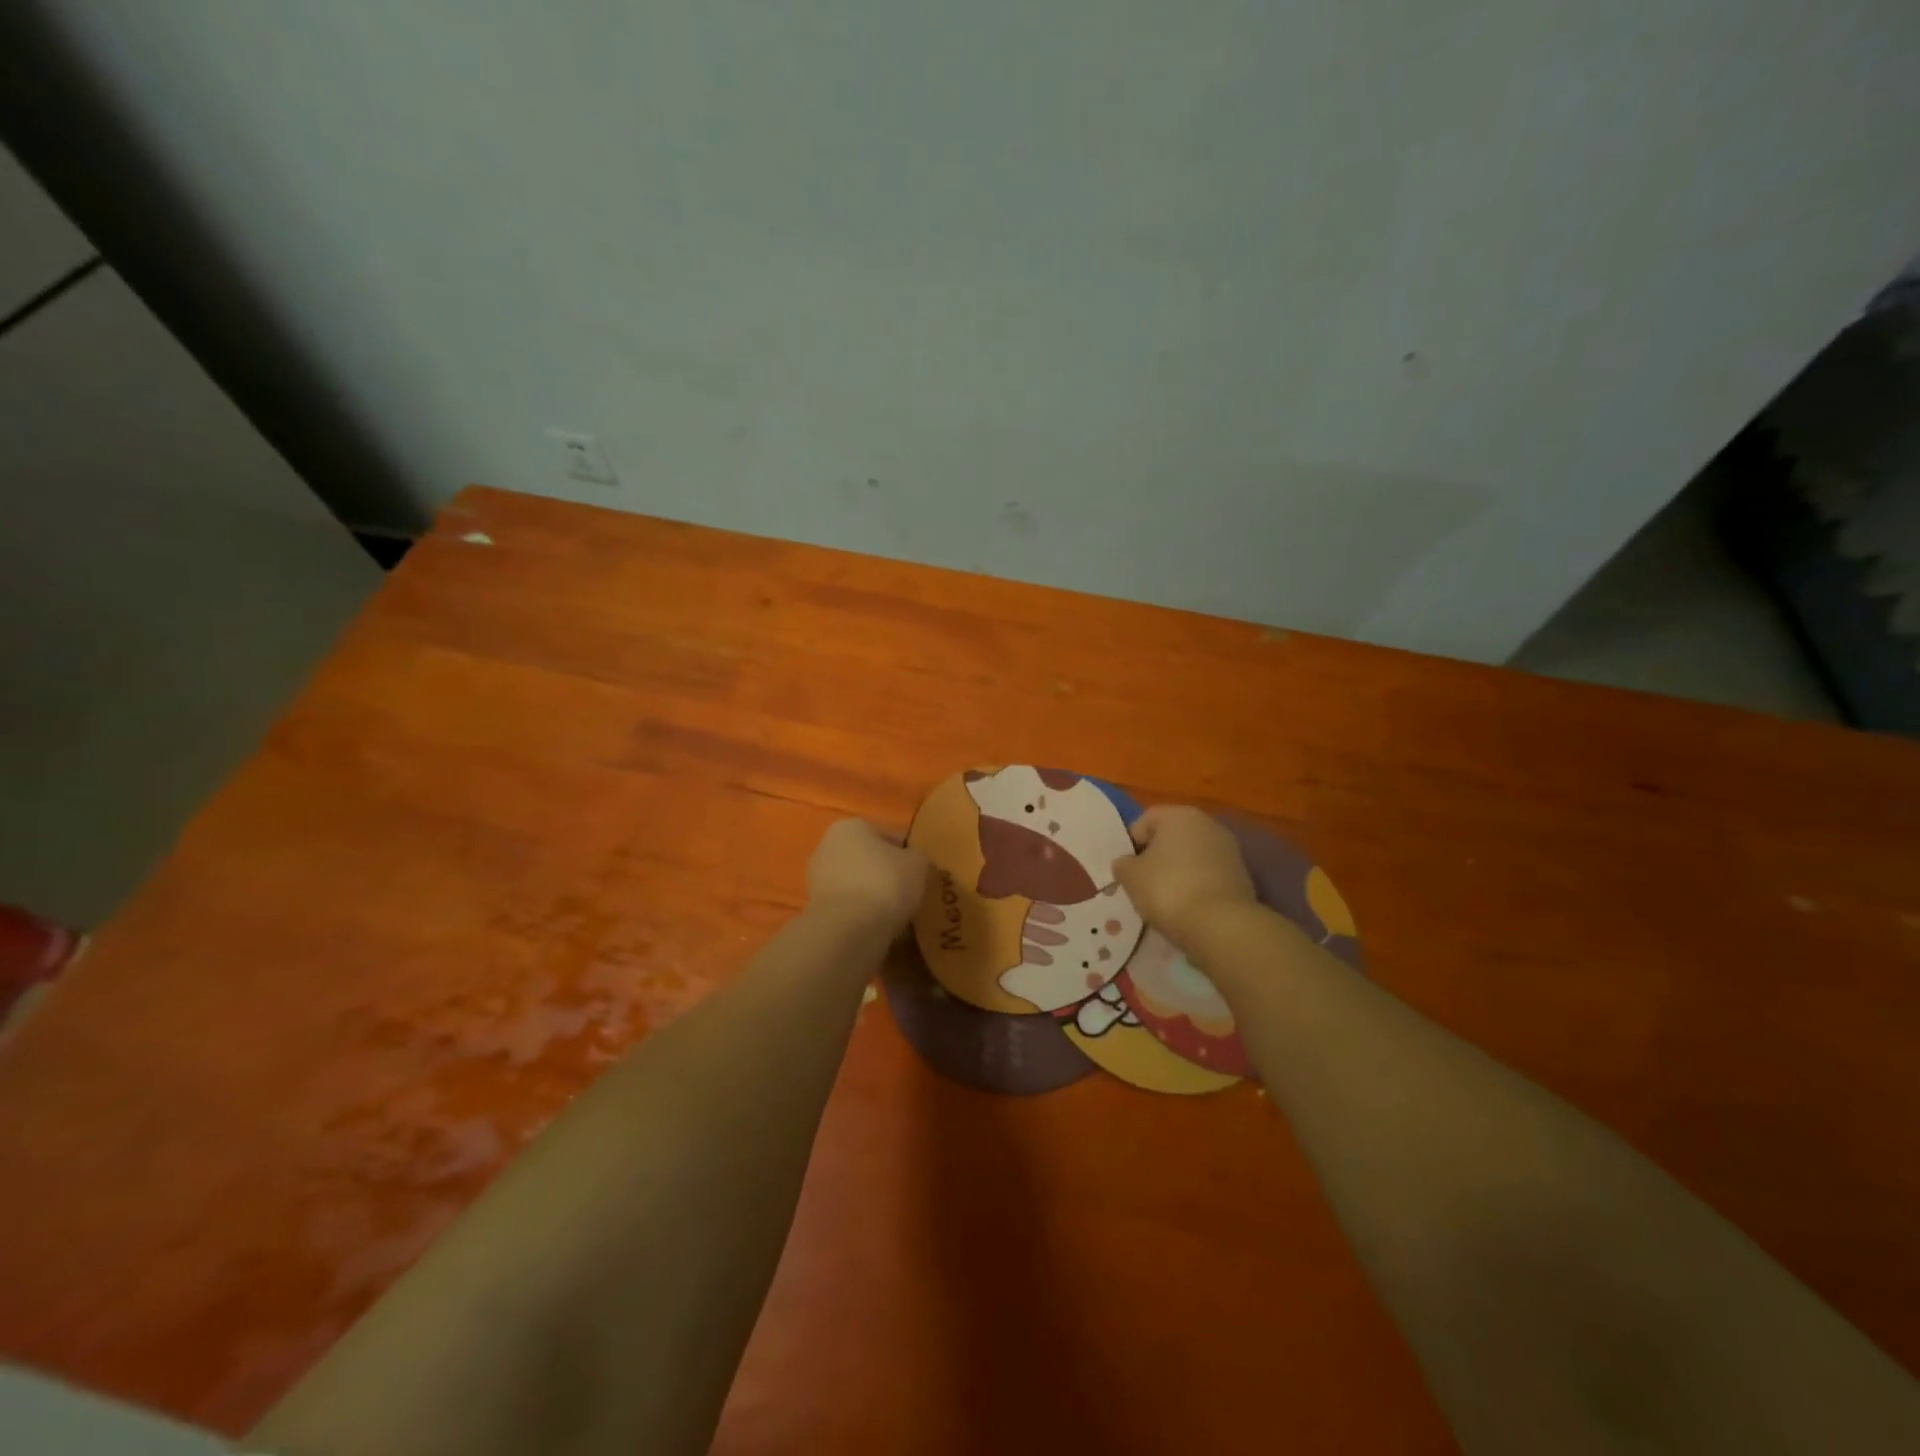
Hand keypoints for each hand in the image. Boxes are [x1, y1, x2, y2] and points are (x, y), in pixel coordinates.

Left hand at [805, 819, 929, 933]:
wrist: (848, 929)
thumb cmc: (885, 883)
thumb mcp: (918, 863)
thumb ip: (917, 857)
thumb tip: (913, 862)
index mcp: (851, 826)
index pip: (889, 836)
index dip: (908, 854)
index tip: (920, 874)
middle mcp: (827, 845)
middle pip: (868, 858)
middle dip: (886, 873)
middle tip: (909, 892)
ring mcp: (817, 878)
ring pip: (857, 883)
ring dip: (873, 894)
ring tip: (896, 913)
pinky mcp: (815, 908)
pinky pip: (848, 906)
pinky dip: (861, 913)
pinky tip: (878, 925)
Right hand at [1111, 806, 1256, 950]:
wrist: (1220, 925)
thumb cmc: (1168, 889)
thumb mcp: (1130, 876)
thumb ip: (1123, 864)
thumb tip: (1127, 863)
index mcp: (1179, 815)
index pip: (1145, 820)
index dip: (1130, 843)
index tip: (1126, 869)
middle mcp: (1208, 824)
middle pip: (1171, 837)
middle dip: (1156, 857)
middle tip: (1142, 883)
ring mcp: (1229, 850)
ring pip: (1191, 857)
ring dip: (1177, 872)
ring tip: (1165, 899)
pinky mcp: (1242, 876)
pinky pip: (1208, 875)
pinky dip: (1196, 886)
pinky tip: (1188, 907)